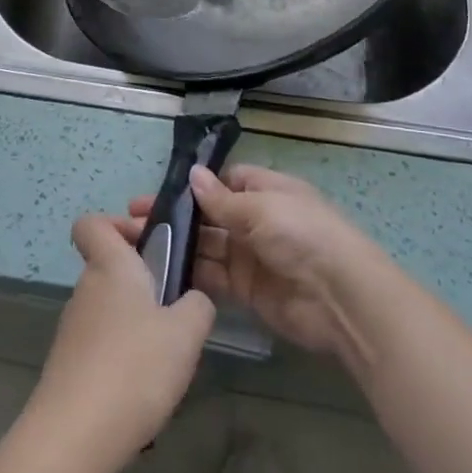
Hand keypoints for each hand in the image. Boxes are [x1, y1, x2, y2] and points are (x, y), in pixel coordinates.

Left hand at [26, 215, 215, 467]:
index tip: (148, 244)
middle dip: (142, 283)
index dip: (117, 224)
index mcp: (110, 266)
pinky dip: (121, 358)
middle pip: (108, 268)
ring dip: (135, 323)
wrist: (75, 437)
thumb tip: (193, 300)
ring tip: (165, 359)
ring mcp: (72, 329)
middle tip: (176, 311)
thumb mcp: (186, 333)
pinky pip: (100, 346)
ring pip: (108, 309)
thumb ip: (198, 305)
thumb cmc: (134, 367)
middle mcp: (86, 289)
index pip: (92, 223)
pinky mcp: (68, 366)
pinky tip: (142, 391)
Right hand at [127, 164, 380, 360]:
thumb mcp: (260, 208)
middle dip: (176, 217)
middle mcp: (256, 220)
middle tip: (133, 221)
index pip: (223, 181)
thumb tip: (192, 175)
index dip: (193, 186)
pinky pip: (214, 277)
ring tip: (138, 246)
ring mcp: (250, 256)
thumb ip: (221, 199)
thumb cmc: (301, 234)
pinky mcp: (247, 290)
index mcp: (264, 190)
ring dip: (178, 245)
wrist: (339, 297)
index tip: (158, 193)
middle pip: (209, 215)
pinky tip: (161, 273)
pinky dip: (191, 275)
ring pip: (207, 246)